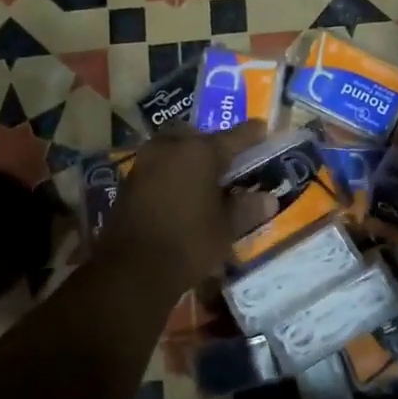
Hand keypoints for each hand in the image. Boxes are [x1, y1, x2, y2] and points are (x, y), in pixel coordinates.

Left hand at [96, 122, 270, 291]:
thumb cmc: (188, 243)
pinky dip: (172, 172)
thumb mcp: (226, 229)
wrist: (132, 269)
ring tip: (205, 177)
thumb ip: (247, 209)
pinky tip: (181, 191)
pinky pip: (158, 166)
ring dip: (189, 156)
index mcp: (199, 151)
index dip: (251, 134)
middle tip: (228, 160)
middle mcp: (170, 147)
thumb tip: (268, 199)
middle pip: (197, 136)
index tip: (262, 129)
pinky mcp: (129, 181)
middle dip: (213, 143)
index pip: (233, 137)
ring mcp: (146, 162)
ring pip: (173, 148)